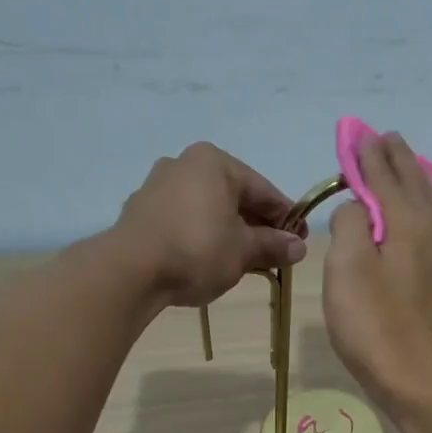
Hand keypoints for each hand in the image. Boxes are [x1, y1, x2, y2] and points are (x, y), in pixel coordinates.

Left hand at [115, 143, 305, 305]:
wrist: (131, 270)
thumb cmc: (198, 250)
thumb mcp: (244, 251)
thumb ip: (273, 245)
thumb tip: (299, 246)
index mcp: (215, 162)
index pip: (264, 190)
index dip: (286, 217)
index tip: (300, 240)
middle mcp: (185, 163)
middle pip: (234, 196)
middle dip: (257, 225)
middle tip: (275, 253)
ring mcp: (158, 185)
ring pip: (208, 208)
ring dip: (229, 231)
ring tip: (243, 260)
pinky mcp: (141, 210)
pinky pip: (185, 219)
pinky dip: (203, 235)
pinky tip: (210, 259)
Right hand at [323, 131, 431, 407]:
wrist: (414, 378)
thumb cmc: (374, 322)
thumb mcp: (348, 266)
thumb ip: (350, 223)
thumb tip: (359, 208)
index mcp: (407, 222)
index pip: (385, 175)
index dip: (368, 154)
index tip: (359, 134)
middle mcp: (430, 232)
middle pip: (414, 183)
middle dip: (396, 159)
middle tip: (384, 139)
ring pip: (429, 203)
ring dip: (413, 179)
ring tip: (404, 167)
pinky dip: (421, 206)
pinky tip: (419, 216)